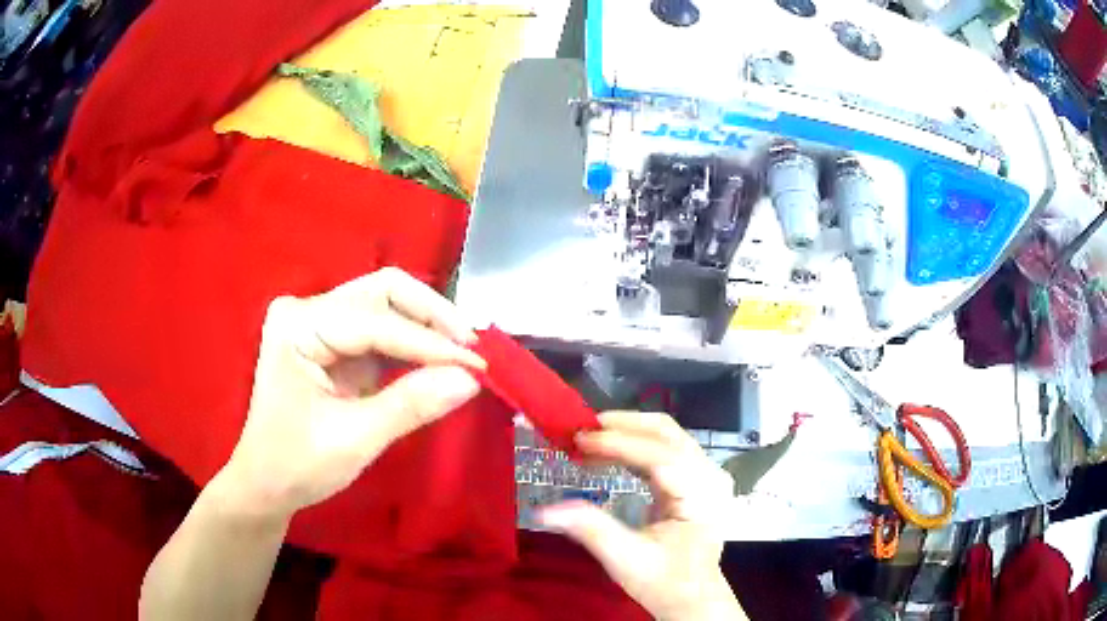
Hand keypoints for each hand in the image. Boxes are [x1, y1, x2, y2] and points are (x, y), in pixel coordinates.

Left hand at [220, 268, 485, 521]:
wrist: (266, 485)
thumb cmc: (296, 465)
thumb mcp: (354, 440)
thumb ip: (411, 405)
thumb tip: (470, 379)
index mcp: (298, 326)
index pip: (375, 321)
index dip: (429, 343)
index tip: (477, 365)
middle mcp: (308, 311)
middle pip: (382, 291)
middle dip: (431, 317)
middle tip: (472, 349)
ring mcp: (320, 323)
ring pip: (387, 305)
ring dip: (427, 327)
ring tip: (464, 355)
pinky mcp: (334, 342)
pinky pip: (383, 330)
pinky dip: (414, 345)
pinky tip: (440, 362)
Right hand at [538, 412, 743, 620]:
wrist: (693, 597)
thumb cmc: (665, 582)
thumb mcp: (626, 560)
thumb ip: (590, 530)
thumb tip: (545, 510)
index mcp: (701, 495)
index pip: (661, 455)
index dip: (618, 443)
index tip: (579, 440)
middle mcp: (709, 475)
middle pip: (666, 432)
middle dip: (621, 426)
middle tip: (579, 432)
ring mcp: (705, 474)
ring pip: (666, 434)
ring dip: (625, 431)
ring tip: (587, 440)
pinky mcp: (695, 478)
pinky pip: (664, 447)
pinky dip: (633, 444)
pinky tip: (607, 452)